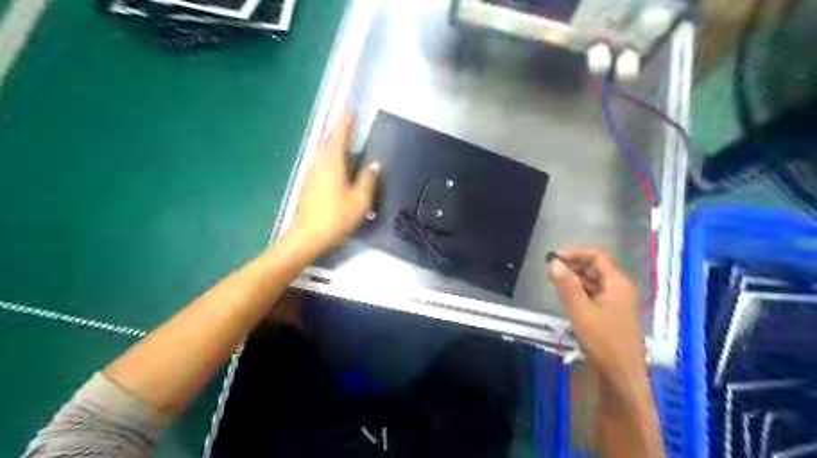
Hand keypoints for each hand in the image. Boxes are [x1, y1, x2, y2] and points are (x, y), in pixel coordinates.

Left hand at [288, 112, 381, 255]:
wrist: (308, 236)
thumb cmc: (337, 217)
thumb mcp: (361, 200)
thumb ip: (368, 179)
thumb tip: (374, 164)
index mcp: (332, 161)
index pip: (339, 135)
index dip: (346, 123)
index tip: (352, 112)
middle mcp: (318, 162)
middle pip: (328, 141)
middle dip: (339, 132)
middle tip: (351, 127)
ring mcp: (310, 173)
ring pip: (322, 152)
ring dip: (334, 145)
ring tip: (347, 145)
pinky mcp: (307, 184)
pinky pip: (320, 163)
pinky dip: (330, 158)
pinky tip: (337, 167)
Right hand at [548, 247, 643, 381]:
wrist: (621, 375)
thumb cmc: (602, 341)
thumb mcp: (580, 311)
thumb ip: (567, 285)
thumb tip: (554, 263)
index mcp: (617, 284)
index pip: (597, 256)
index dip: (575, 253)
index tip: (554, 257)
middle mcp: (620, 288)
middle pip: (596, 267)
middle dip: (573, 265)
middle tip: (551, 271)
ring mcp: (617, 301)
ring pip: (594, 281)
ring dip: (575, 278)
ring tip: (554, 282)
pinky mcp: (612, 313)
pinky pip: (595, 293)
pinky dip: (580, 290)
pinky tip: (567, 296)